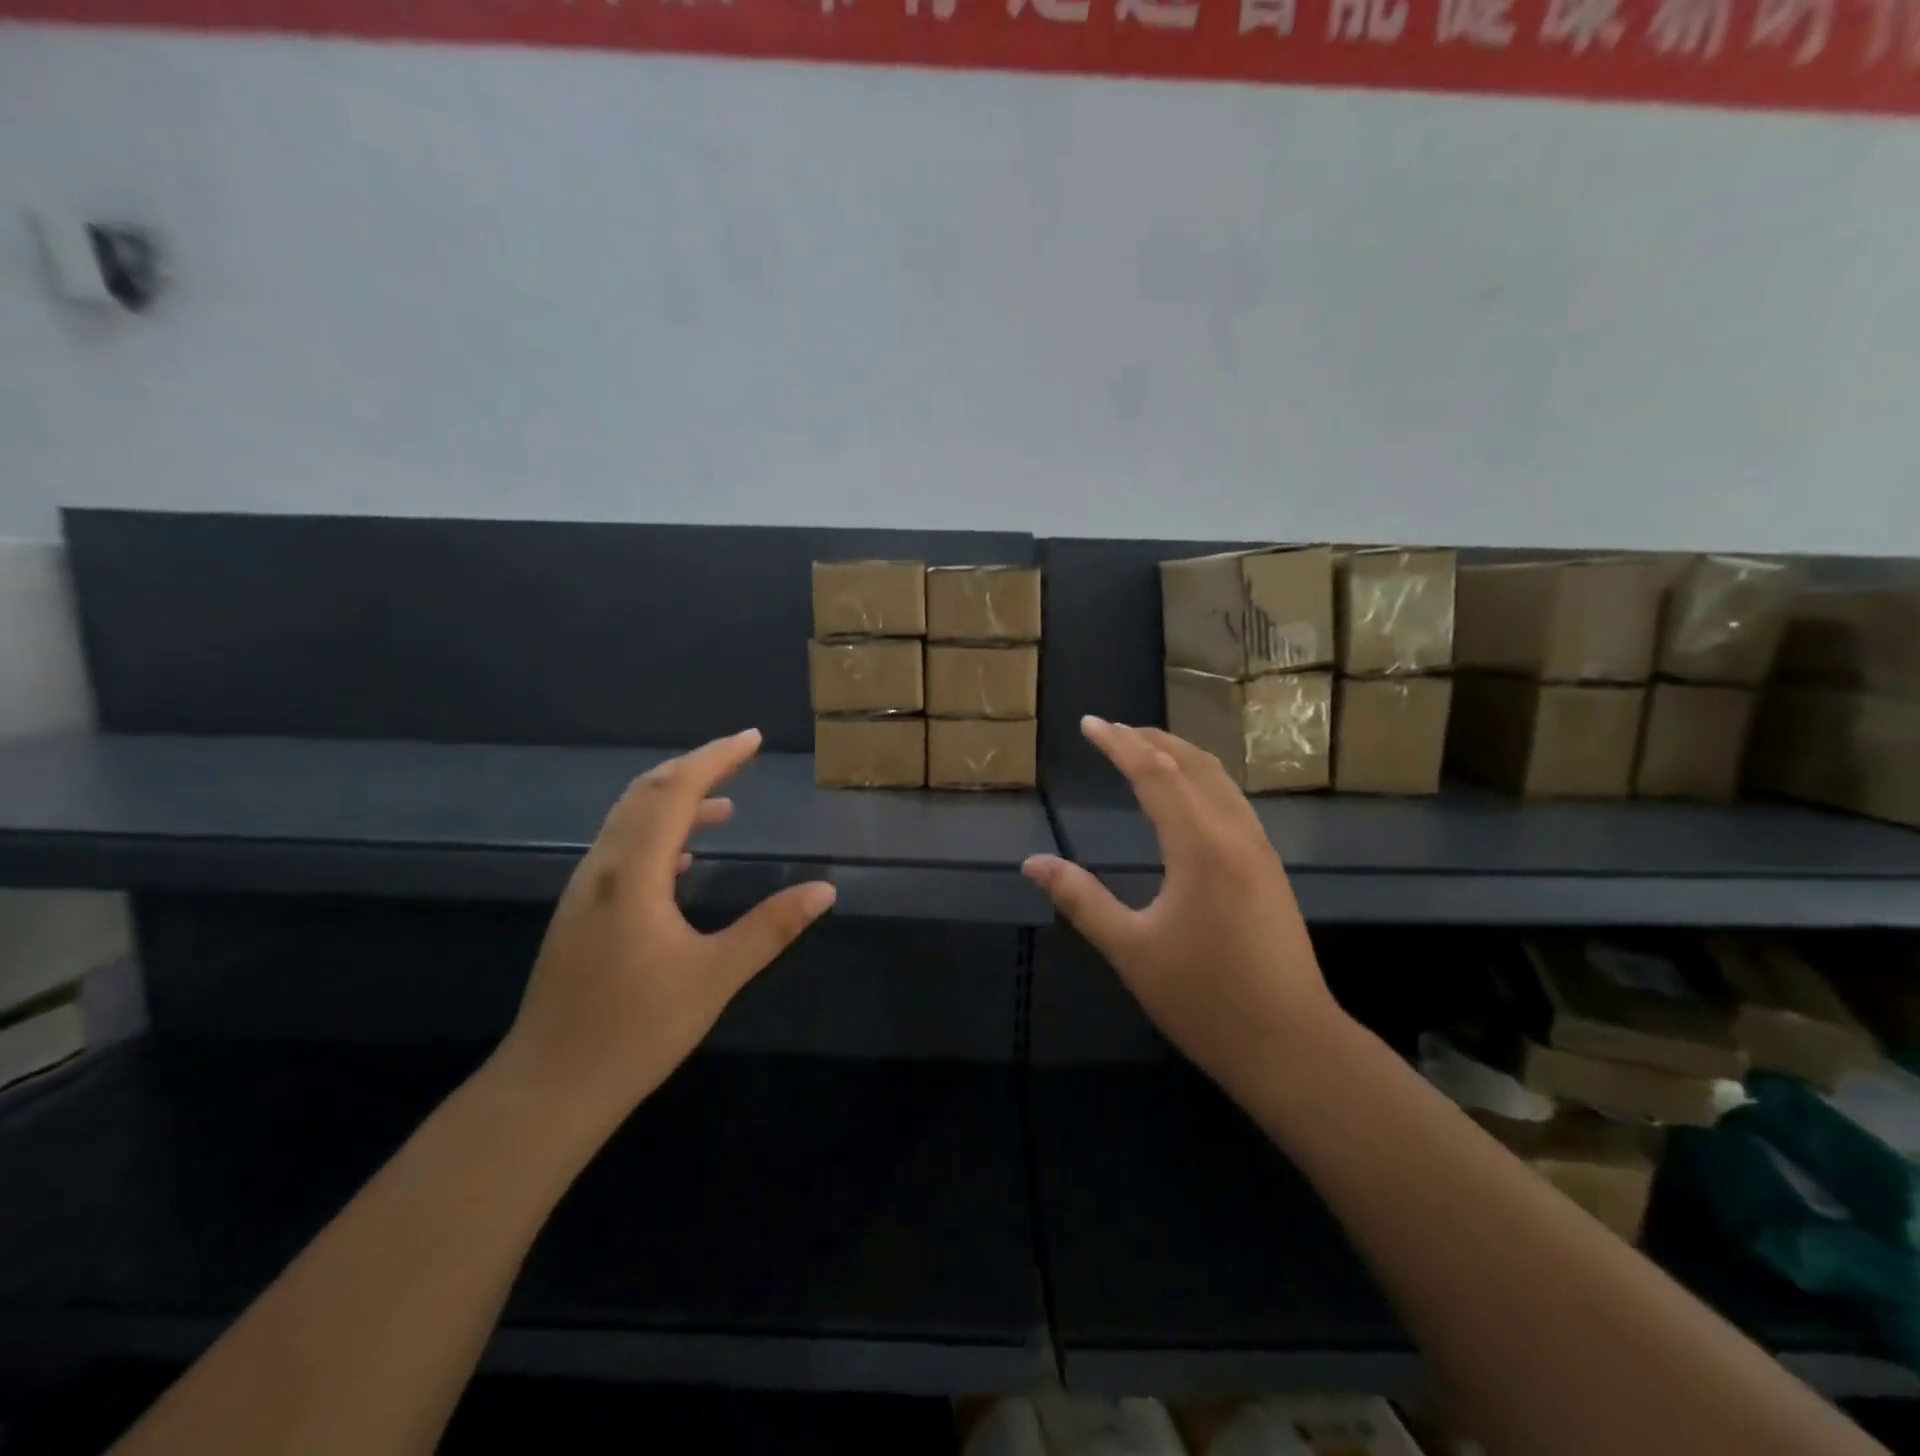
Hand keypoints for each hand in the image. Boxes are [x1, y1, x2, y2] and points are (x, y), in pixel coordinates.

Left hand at [495, 729, 835, 1128]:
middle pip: (646, 794)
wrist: (549, 1088)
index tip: (752, 739)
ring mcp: (586, 890)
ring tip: (725, 806)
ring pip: (629, 820)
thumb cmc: (636, 1030)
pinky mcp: (581, 913)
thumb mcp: (716, 976)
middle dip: (695, 767)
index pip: (675, 792)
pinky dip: (658, 835)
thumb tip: (825, 889)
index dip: (715, 759)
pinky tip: (685, 861)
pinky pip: (623, 850)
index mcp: (633, 873)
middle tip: (740, 755)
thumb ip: (771, 927)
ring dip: (676, 801)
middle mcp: (603, 868)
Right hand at [1022, 717, 1340, 1094]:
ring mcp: (1259, 849)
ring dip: (1180, 755)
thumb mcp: (1131, 949)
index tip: (1089, 724)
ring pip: (1219, 780)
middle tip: (1112, 729)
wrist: (1291, 1045)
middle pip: (1191, 764)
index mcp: (1200, 846)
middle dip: (1150, 739)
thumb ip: (1081, 899)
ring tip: (1146, 748)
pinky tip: (1189, 795)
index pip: (1154, 773)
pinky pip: (1233, 801)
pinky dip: (1202, 779)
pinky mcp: (1269, 869)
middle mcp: (1234, 834)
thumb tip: (1032, 863)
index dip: (1119, 744)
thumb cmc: (1204, 999)